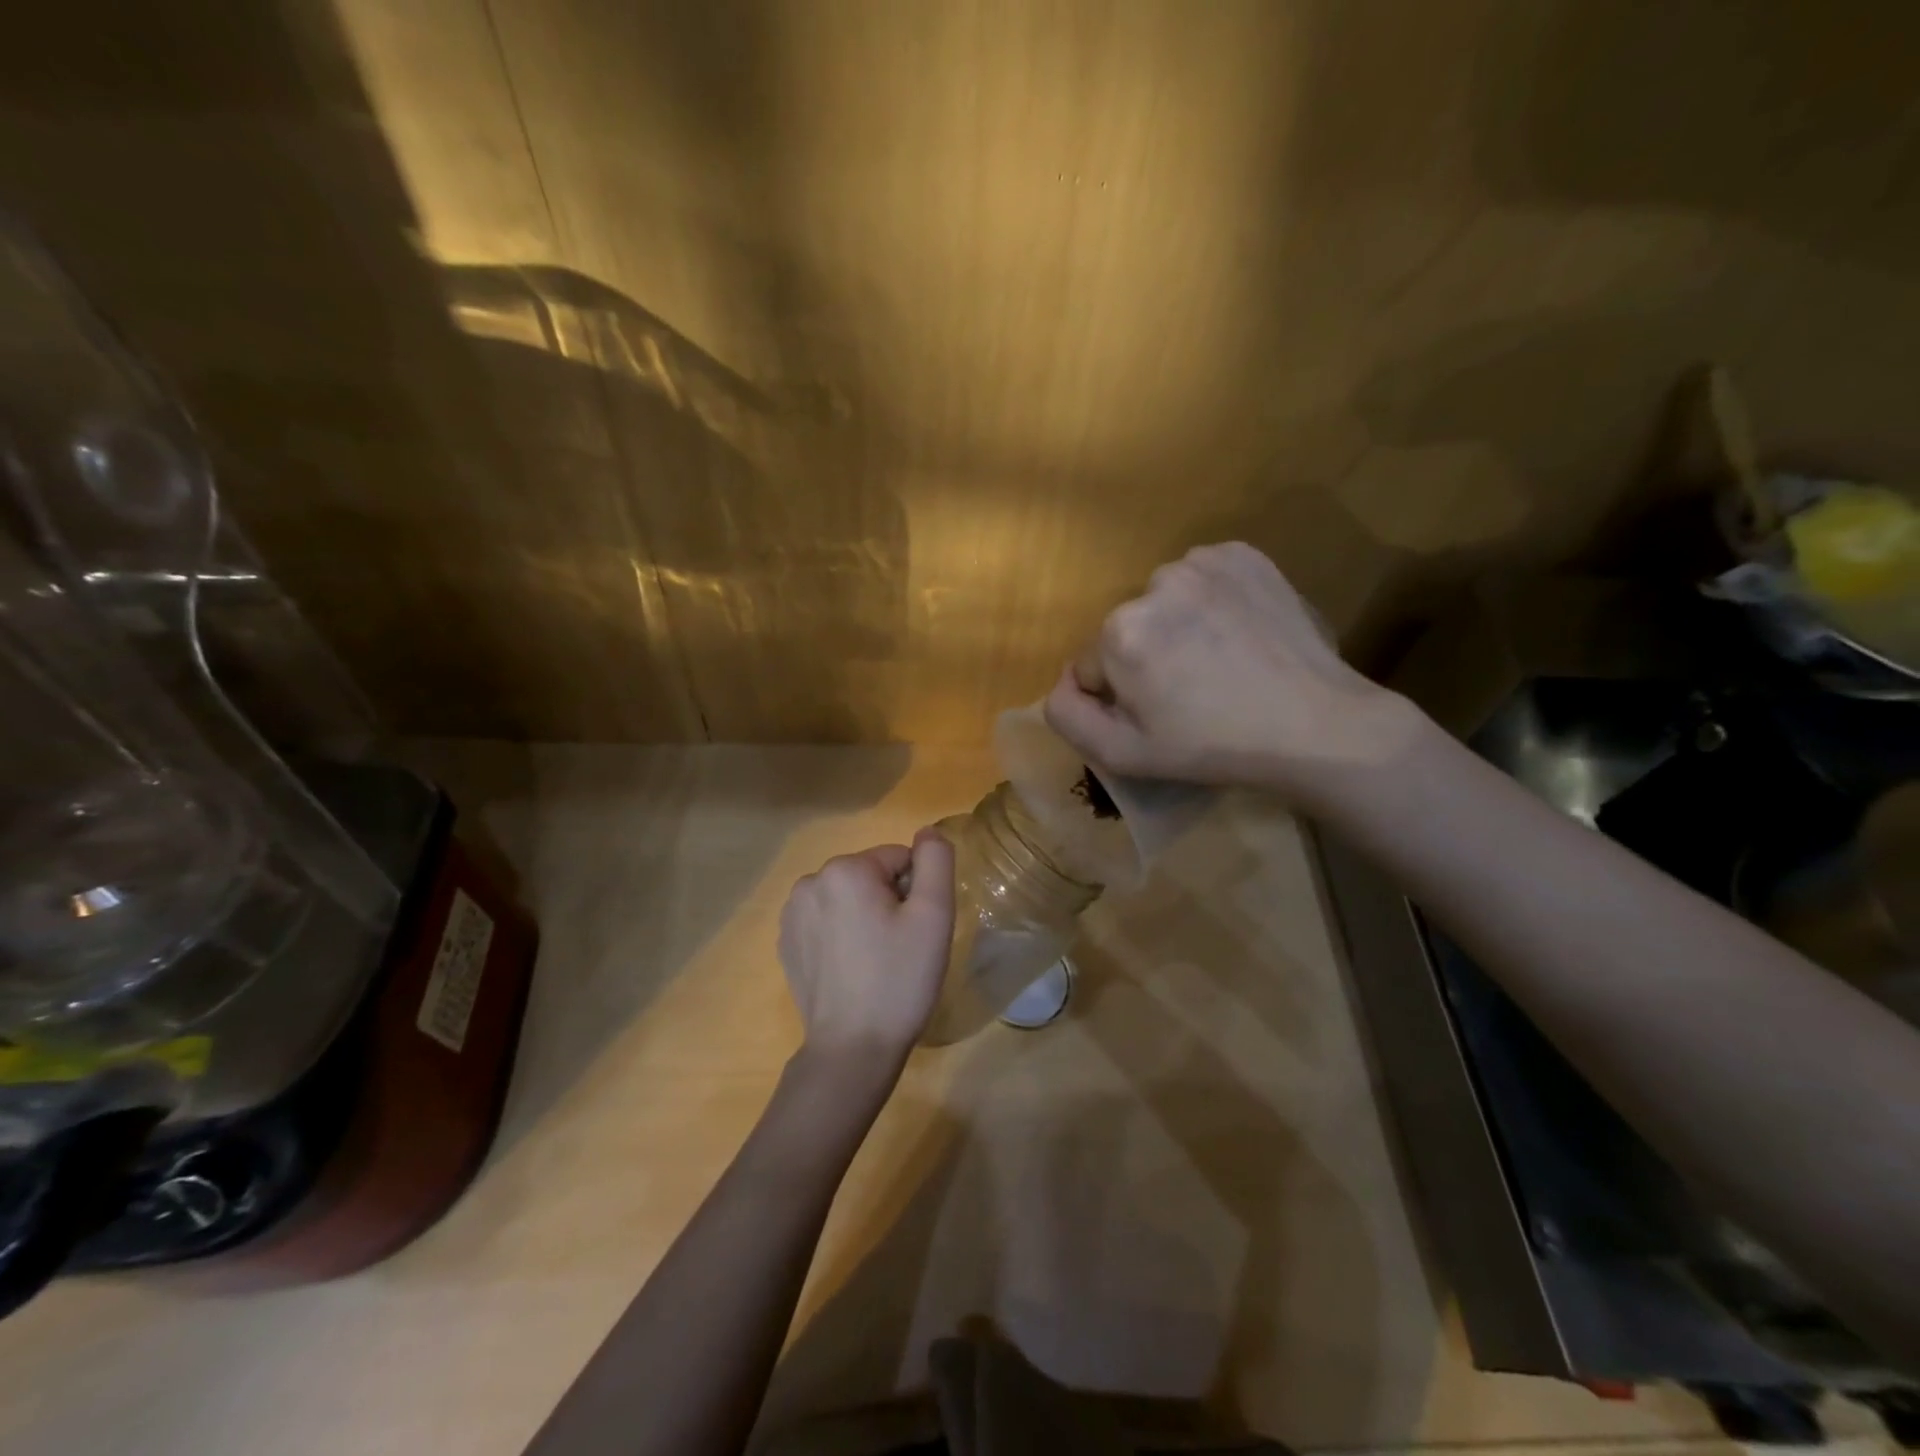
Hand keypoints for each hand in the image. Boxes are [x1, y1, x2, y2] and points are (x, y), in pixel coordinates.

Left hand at [778, 829, 956, 1066]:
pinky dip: (841, 936)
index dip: (916, 892)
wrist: (852, 1048)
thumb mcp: (933, 915)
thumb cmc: (899, 979)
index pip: (899, 858)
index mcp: (845, 869)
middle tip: (899, 947)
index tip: (915, 930)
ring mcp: (791, 914)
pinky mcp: (786, 943)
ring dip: (865, 917)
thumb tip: (928, 833)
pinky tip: (851, 971)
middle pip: (870, 876)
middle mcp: (810, 881)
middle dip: (888, 902)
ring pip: (848, 898)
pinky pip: (826, 921)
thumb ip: (936, 861)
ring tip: (875, 961)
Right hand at [1044, 542, 1419, 799]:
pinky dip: (1210, 601)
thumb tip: (1063, 681)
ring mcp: (1203, 561)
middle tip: (1193, 692)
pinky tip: (1238, 633)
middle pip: (1128, 629)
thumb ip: (1067, 716)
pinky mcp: (1243, 554)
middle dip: (1147, 657)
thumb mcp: (1124, 755)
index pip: (1095, 664)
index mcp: (1120, 630)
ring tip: (1220, 662)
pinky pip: (1203, 578)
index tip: (1162, 715)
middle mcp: (1154, 581)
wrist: (1317, 725)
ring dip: (1178, 627)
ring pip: (1164, 602)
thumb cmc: (1213, 747)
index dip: (1122, 696)